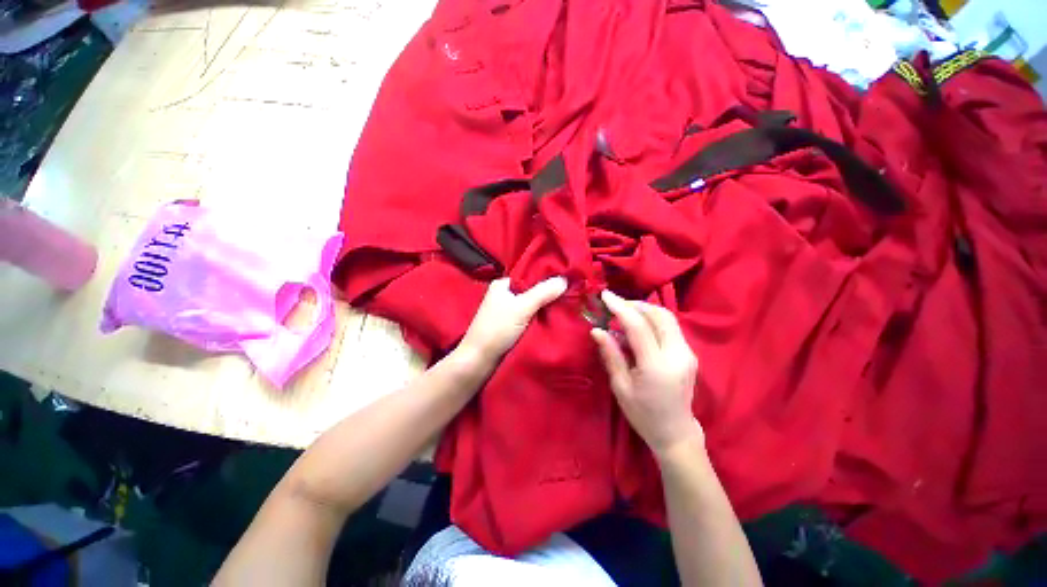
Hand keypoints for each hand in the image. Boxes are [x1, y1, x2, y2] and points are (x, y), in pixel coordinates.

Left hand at [458, 276, 567, 365]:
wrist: (479, 359)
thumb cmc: (497, 329)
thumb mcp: (522, 308)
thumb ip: (543, 293)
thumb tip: (565, 279)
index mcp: (503, 284)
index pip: (529, 275)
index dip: (547, 277)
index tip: (567, 280)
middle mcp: (504, 294)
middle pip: (531, 289)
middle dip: (548, 293)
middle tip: (569, 294)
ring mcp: (506, 310)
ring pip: (531, 303)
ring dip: (544, 305)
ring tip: (565, 304)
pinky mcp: (509, 324)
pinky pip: (528, 315)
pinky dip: (539, 316)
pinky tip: (552, 317)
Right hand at [591, 290, 702, 458]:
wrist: (675, 432)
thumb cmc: (643, 413)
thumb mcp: (620, 387)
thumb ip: (611, 355)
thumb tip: (596, 330)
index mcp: (657, 366)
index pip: (639, 326)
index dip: (621, 307)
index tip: (605, 295)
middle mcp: (677, 355)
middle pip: (659, 315)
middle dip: (635, 304)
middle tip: (614, 304)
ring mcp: (687, 353)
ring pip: (667, 318)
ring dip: (644, 309)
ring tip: (623, 312)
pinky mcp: (688, 352)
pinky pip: (670, 327)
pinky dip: (652, 319)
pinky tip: (637, 326)